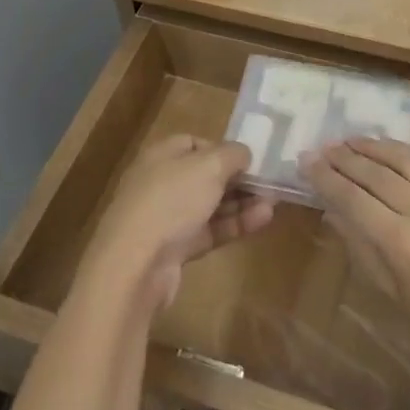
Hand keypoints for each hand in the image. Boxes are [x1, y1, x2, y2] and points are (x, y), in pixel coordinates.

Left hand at [80, 136, 273, 312]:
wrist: (135, 265)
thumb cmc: (172, 200)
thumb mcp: (209, 166)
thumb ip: (232, 154)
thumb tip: (244, 153)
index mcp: (162, 155)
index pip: (194, 143)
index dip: (222, 148)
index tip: (249, 158)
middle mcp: (161, 182)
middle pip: (205, 176)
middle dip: (237, 179)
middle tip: (269, 183)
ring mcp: (167, 218)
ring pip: (209, 205)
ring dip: (241, 203)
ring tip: (273, 203)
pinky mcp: (174, 249)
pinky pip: (209, 231)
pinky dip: (234, 225)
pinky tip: (262, 220)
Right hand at [306, 139, 409, 382]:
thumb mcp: (390, 292)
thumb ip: (360, 246)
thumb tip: (332, 211)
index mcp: (400, 242)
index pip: (352, 197)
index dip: (325, 178)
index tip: (305, 162)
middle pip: (375, 173)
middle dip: (344, 158)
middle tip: (321, 148)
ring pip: (405, 159)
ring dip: (374, 146)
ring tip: (351, 140)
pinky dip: (409, 150)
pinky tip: (393, 148)